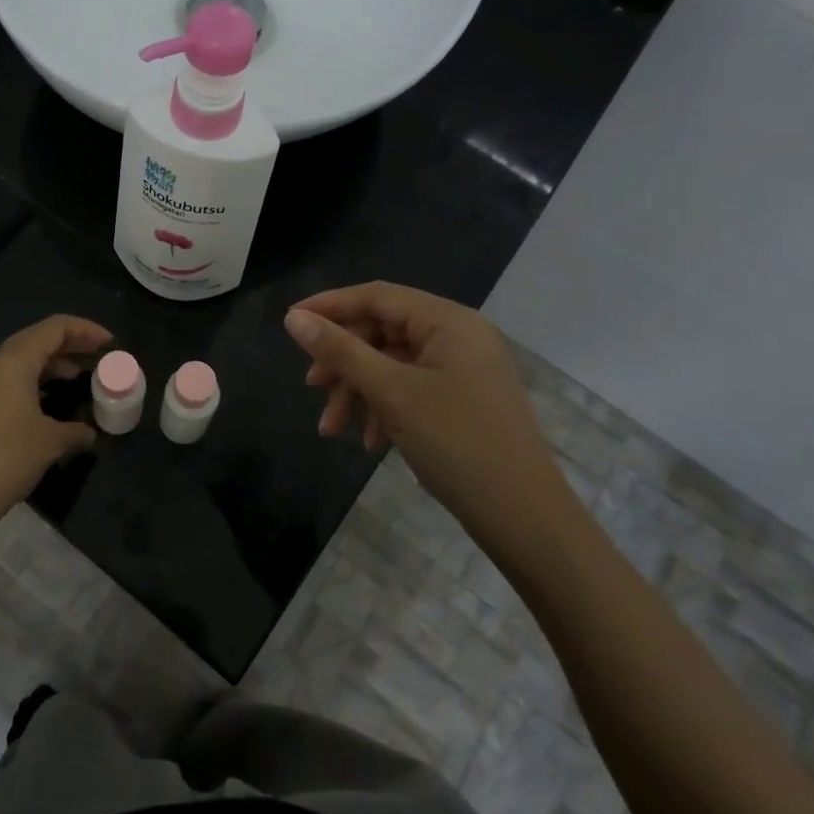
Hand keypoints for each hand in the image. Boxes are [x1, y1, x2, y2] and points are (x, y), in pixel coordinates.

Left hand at [0, 314, 112, 546]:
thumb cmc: (5, 458)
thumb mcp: (50, 442)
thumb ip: (75, 430)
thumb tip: (89, 433)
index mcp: (13, 361)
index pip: (55, 328)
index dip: (86, 330)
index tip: (110, 343)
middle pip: (38, 339)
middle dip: (71, 344)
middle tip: (100, 356)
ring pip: (24, 360)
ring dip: (54, 364)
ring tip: (82, 377)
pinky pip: (12, 379)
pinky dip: (37, 382)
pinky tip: (53, 402)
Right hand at [284, 282, 579, 565]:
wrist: (523, 517)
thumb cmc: (457, 443)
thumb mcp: (392, 393)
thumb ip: (341, 351)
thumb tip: (294, 318)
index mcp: (449, 321)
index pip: (378, 296)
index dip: (331, 305)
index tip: (290, 321)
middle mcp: (458, 336)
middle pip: (383, 332)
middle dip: (344, 362)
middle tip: (312, 387)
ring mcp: (462, 369)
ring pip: (392, 365)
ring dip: (359, 391)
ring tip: (332, 428)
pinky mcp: (461, 399)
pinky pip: (410, 389)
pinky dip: (384, 408)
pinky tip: (371, 441)